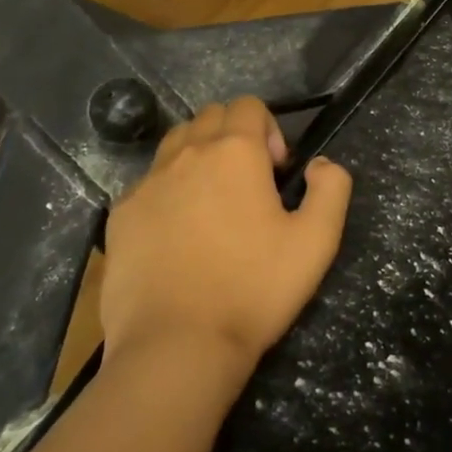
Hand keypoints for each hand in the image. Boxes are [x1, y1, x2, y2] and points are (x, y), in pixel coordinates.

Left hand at [100, 98, 352, 375]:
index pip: (249, 105)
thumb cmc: (254, 289)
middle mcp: (187, 154)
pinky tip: (177, 236)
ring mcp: (147, 183)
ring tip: (211, 204)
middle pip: (210, 116)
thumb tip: (322, 164)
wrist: (177, 345)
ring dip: (198, 156)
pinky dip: (167, 191)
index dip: (270, 130)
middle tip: (248, 186)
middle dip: (233, 136)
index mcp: (234, 152)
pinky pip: (147, 182)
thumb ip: (331, 189)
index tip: (276, 174)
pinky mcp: (120, 215)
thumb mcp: (317, 241)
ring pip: (175, 143)